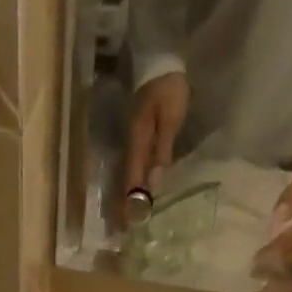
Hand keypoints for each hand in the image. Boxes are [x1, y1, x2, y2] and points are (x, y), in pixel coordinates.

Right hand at [123, 71, 189, 217]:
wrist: (159, 59)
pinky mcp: (135, 139)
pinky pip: (131, 168)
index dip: (131, 202)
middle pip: (124, 182)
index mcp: (137, 141)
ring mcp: (130, 141)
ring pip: (125, 177)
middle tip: (121, 232)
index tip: (129, 225)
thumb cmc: (168, 88)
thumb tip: (155, 182)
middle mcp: (129, 145)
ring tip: (122, 221)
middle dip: (123, 206)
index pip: (132, 179)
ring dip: (124, 199)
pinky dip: (130, 185)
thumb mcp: (170, 117)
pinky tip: (131, 197)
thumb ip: (162, 149)